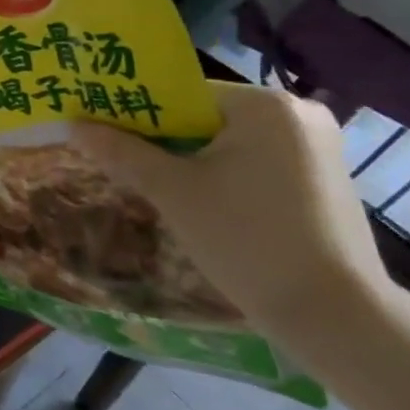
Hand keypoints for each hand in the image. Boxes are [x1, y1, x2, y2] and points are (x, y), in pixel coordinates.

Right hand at [70, 81, 391, 345]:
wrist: (335, 316)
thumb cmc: (246, 239)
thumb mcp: (172, 191)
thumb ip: (121, 151)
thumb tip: (74, 124)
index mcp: (263, 104)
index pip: (179, 93)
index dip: (133, 111)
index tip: (99, 130)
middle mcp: (296, 113)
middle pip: (202, 115)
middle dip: (159, 137)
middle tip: (116, 157)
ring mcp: (315, 147)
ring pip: (225, 140)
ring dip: (186, 158)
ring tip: (149, 181)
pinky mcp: (320, 179)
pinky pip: (251, 161)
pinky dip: (218, 174)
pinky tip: (195, 201)